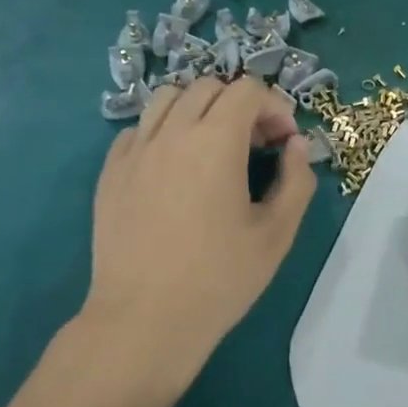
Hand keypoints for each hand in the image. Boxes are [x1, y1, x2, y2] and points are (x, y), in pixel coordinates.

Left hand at [78, 76, 314, 399]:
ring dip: (198, 109)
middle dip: (240, 105)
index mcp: (215, 141)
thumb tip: (296, 146)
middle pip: (208, 86)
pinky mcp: (111, 172)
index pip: (247, 90)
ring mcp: (135, 150)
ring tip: (212, 146)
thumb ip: (296, 180)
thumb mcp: (277, 233)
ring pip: (167, 98)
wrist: (144, 320)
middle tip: (255, 145)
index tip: (285, 143)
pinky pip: (139, 129)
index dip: (275, 107)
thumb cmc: (219, 278)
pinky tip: (175, 168)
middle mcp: (172, 132)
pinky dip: (164, 132)